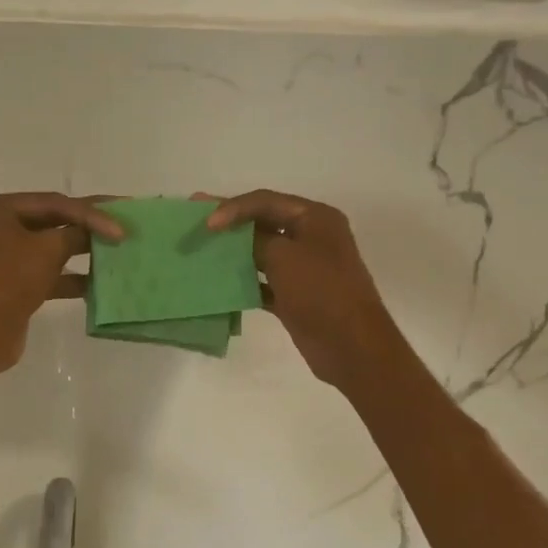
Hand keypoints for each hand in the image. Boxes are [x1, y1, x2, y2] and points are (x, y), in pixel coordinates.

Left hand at [0, 192, 122, 375]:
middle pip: (52, 220)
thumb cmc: (12, 282)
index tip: (120, 226)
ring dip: (83, 250)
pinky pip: (48, 270)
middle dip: (87, 226)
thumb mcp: (49, 250)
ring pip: (52, 246)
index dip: (90, 213)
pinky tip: (99, 282)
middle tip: (123, 223)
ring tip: (117, 250)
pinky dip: (71, 275)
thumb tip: (99, 230)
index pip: (53, 203)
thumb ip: (77, 233)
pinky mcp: (14, 281)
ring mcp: (5, 254)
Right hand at [207, 190, 404, 391]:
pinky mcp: (295, 295)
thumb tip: (232, 233)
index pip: (266, 201)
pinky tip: (219, 283)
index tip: (206, 223)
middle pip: (263, 223)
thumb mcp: (283, 257)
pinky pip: (263, 281)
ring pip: (261, 252)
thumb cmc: (321, 292)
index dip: (233, 208)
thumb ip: (254, 239)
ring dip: (234, 253)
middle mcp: (311, 237)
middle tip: (196, 223)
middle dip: (230, 226)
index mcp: (315, 218)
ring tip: (202, 251)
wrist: (351, 346)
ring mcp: (304, 268)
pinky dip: (244, 280)